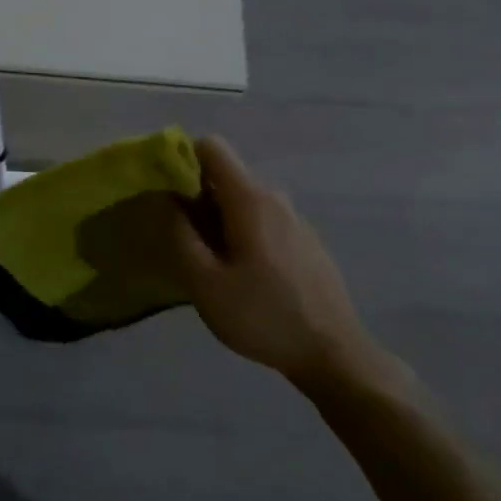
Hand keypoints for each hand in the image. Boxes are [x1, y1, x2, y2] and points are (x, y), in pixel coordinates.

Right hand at [165, 137, 374, 389]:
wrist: (334, 354)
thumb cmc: (263, 316)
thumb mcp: (206, 283)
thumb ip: (180, 234)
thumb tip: (166, 198)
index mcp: (250, 198)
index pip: (211, 146)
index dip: (183, 159)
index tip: (168, 194)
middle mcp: (274, 197)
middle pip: (225, 175)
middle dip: (197, 197)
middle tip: (185, 241)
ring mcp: (294, 218)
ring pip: (242, 200)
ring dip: (219, 219)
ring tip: (211, 265)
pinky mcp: (304, 240)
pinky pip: (262, 219)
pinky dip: (242, 232)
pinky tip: (244, 277)